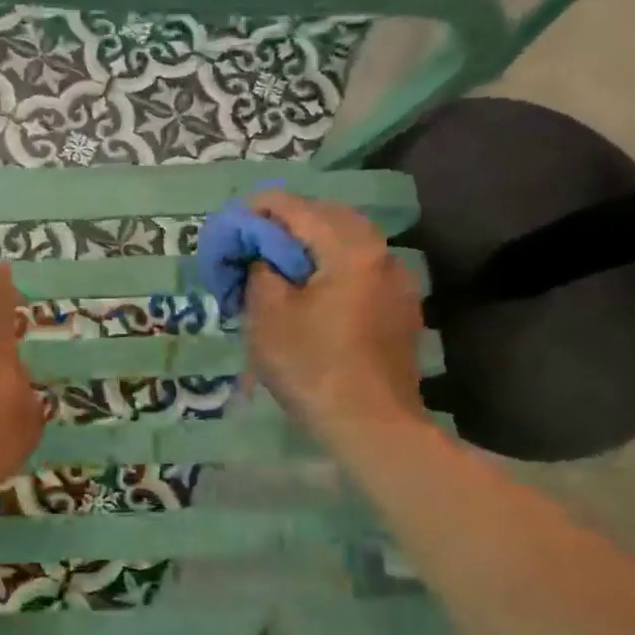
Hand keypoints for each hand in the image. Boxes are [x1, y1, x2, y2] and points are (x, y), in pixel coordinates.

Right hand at [243, 192, 425, 447]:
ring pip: (350, 240)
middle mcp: (381, 253)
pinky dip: (333, 263)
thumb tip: (259, 254)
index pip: (297, 208)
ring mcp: (398, 280)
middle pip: (329, 216)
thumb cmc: (313, 368)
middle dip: (289, 221)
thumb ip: (259, 270)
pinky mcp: (402, 306)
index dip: (259, 209)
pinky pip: (362, 267)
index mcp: (349, 249)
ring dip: (314, 241)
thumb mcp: (267, 316)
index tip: (232, 222)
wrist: (372, 425)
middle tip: (254, 240)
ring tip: (281, 263)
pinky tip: (314, 288)